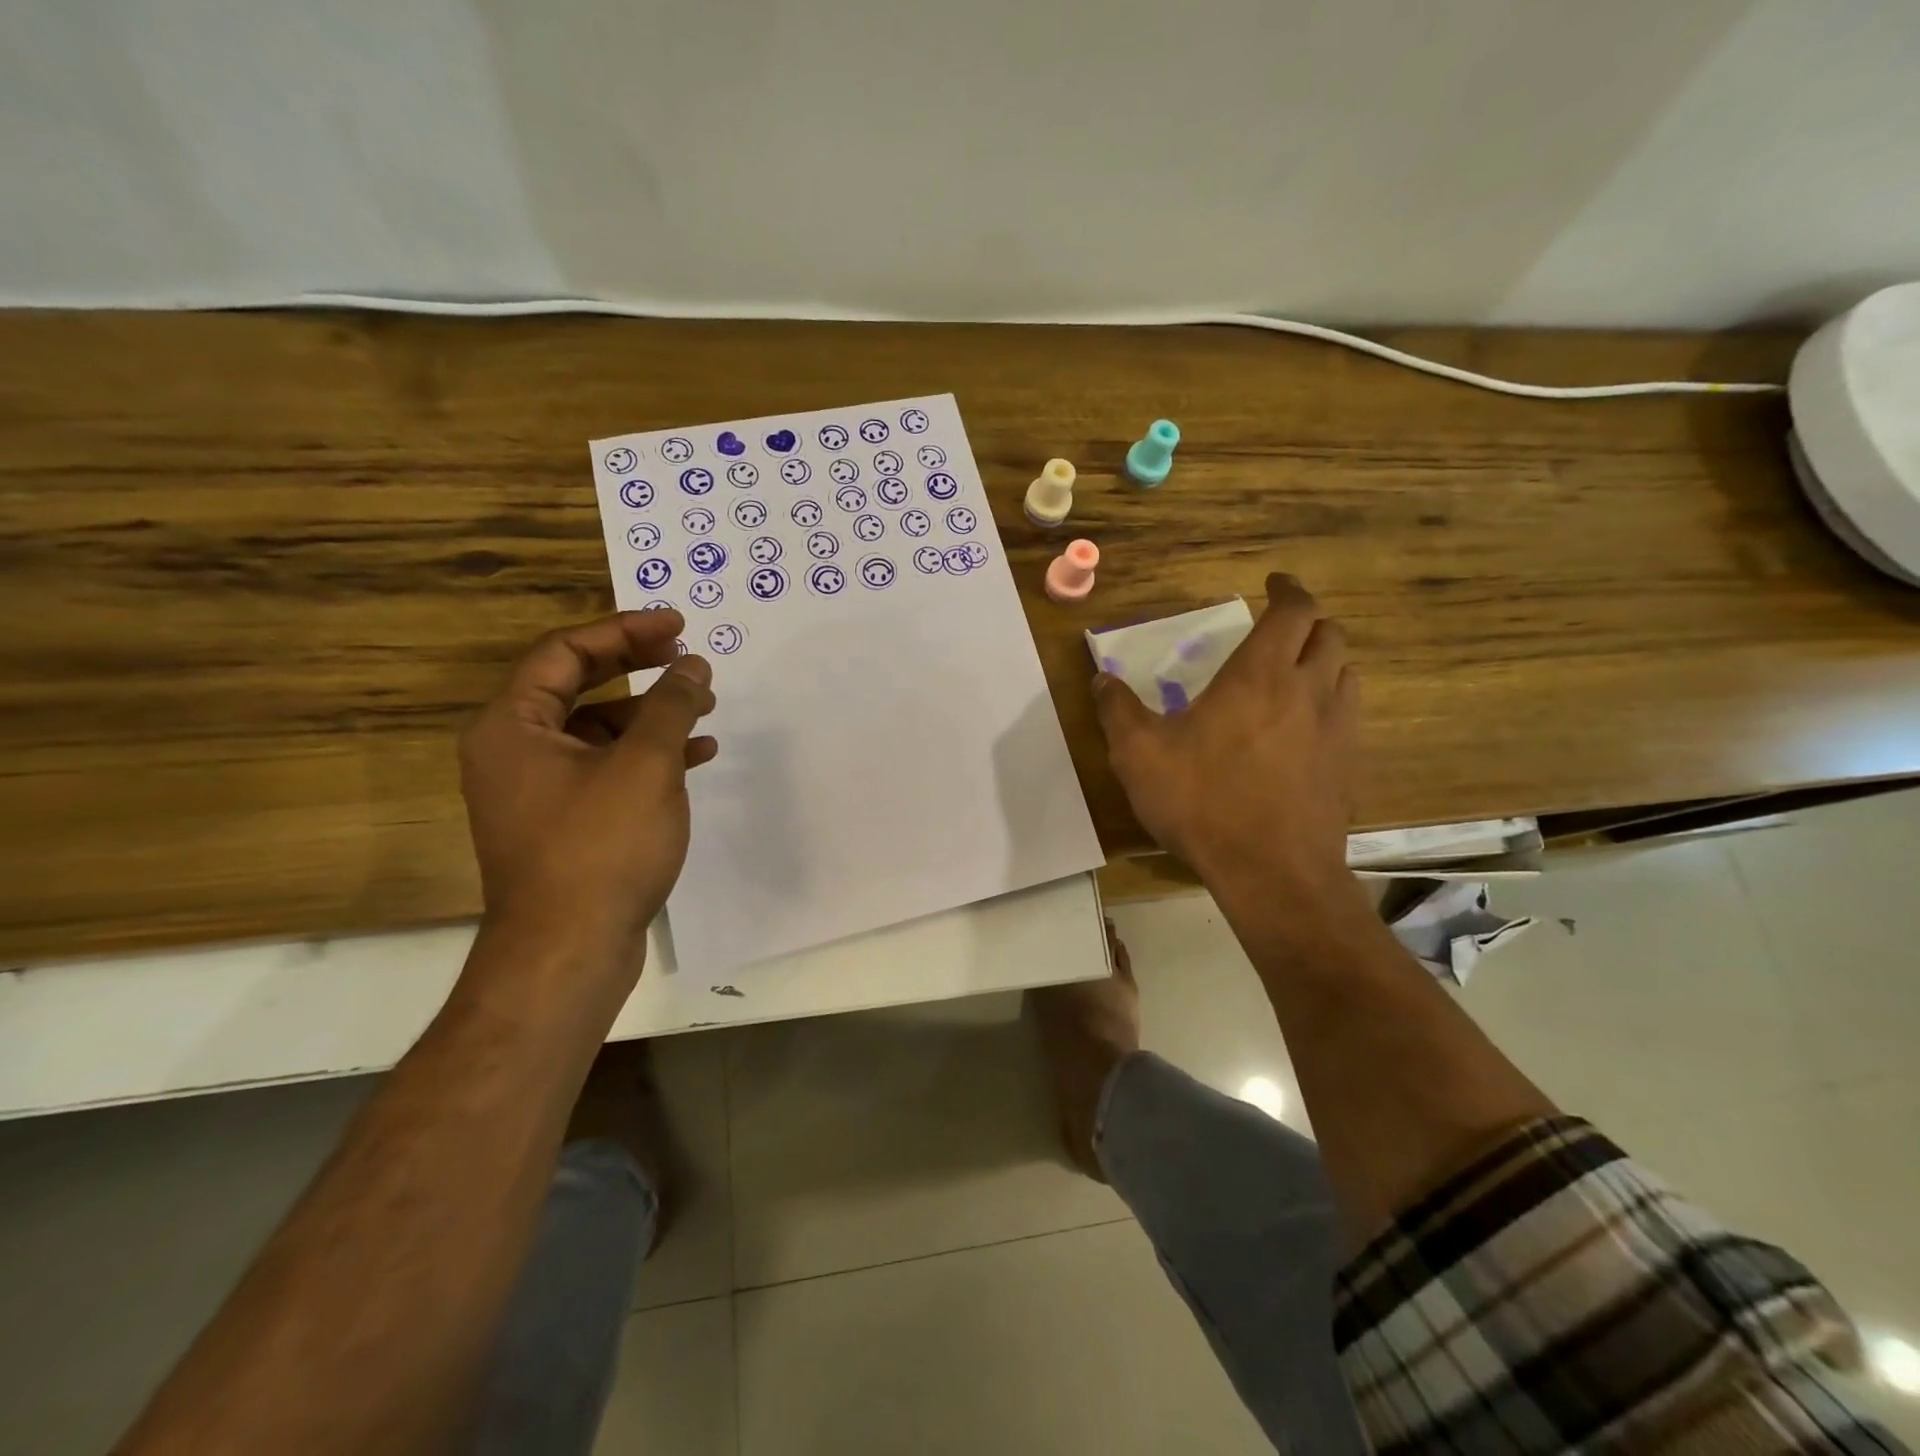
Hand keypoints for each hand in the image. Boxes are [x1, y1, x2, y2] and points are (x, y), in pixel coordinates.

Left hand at [459, 611, 716, 974]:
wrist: (568, 952)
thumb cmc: (600, 847)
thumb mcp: (646, 765)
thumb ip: (670, 705)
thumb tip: (692, 664)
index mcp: (513, 726)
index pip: (565, 652)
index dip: (625, 630)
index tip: (678, 625)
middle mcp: (515, 751)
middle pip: (580, 686)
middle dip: (639, 667)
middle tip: (687, 655)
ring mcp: (538, 790)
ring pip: (599, 730)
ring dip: (652, 714)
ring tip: (704, 709)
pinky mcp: (565, 822)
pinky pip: (607, 769)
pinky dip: (649, 757)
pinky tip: (695, 756)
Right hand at [1093, 574, 1360, 920]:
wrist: (1271, 871)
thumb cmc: (1203, 801)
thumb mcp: (1139, 754)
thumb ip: (1118, 709)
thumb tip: (1101, 678)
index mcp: (1260, 675)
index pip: (1294, 610)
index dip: (1287, 590)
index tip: (1272, 584)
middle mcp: (1308, 690)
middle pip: (1329, 634)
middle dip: (1307, 621)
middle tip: (1278, 629)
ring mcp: (1337, 728)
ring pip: (1346, 671)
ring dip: (1324, 660)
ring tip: (1295, 671)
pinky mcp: (1348, 765)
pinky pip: (1349, 713)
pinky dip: (1332, 700)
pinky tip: (1306, 726)